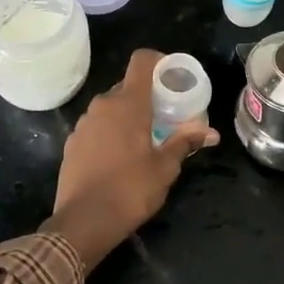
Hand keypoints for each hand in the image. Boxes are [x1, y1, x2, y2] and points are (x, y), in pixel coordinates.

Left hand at [45, 49, 218, 267]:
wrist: (83, 222)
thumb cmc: (130, 190)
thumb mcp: (165, 167)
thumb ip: (185, 142)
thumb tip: (211, 132)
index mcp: (128, 104)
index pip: (142, 61)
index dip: (159, 61)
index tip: (174, 77)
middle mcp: (102, 105)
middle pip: (128, 86)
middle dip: (148, 96)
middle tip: (168, 116)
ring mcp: (83, 124)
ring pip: (111, 107)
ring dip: (129, 115)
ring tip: (146, 139)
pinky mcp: (72, 143)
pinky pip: (97, 126)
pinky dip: (112, 132)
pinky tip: (121, 157)